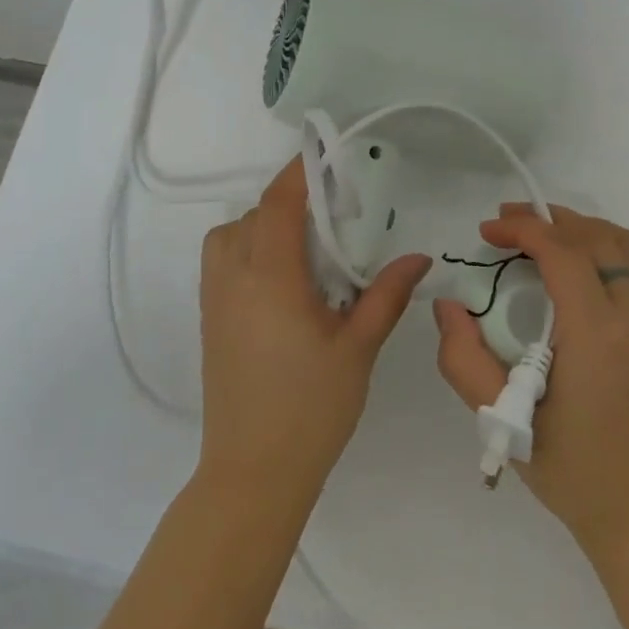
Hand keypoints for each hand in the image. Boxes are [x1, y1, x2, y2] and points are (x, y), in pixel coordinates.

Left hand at [197, 157, 431, 508]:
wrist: (253, 472)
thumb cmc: (311, 407)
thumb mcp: (358, 347)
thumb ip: (386, 295)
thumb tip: (419, 256)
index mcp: (270, 278)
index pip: (278, 205)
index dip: (298, 174)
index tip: (323, 156)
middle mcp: (234, 279)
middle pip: (252, 216)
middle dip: (287, 202)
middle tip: (331, 215)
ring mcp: (215, 301)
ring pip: (228, 236)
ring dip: (260, 224)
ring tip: (303, 246)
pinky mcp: (209, 322)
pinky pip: (220, 262)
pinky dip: (245, 248)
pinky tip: (282, 279)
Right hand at [434, 204, 628, 557]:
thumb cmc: (570, 470)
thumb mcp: (502, 419)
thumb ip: (464, 359)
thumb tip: (448, 307)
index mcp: (597, 336)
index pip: (563, 253)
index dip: (523, 230)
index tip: (487, 232)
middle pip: (597, 237)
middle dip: (548, 219)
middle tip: (505, 223)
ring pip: (624, 245)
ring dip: (580, 228)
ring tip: (538, 235)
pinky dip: (600, 248)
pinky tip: (569, 268)